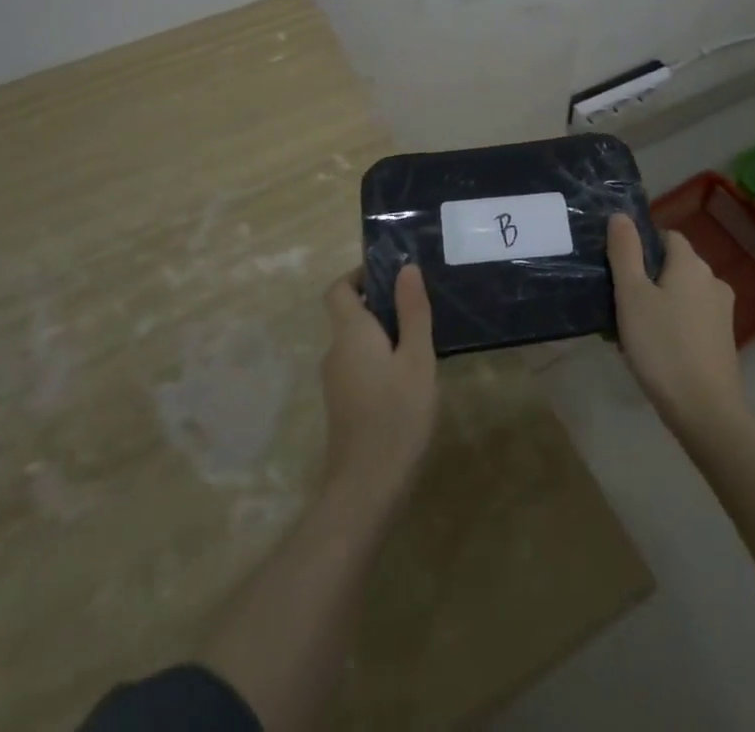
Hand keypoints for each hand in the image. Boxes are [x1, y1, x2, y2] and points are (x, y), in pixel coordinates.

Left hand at [319, 266, 437, 508]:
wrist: (366, 486)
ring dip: (382, 333)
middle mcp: (335, 350)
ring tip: (419, 342)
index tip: (391, 275)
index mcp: (350, 332)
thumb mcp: (417, 358)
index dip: (359, 275)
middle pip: (349, 314)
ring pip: (355, 341)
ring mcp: (335, 380)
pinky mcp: (342, 404)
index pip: (339, 289)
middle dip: (379, 304)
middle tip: (418, 309)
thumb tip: (407, 268)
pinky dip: (377, 358)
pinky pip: (358, 364)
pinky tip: (407, 377)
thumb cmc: (397, 414)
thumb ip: (412, 312)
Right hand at [605, 214, 744, 433]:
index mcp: (691, 264)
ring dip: (659, 303)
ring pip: (682, 293)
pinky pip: (692, 318)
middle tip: (619, 302)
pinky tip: (655, 349)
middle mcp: (713, 280)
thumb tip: (621, 215)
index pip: (666, 236)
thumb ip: (625, 251)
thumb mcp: (632, 295)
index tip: (619, 269)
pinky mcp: (723, 340)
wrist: (705, 411)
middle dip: (647, 277)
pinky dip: (673, 324)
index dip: (641, 246)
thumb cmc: (662, 346)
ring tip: (632, 330)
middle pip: (674, 265)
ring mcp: (722, 312)